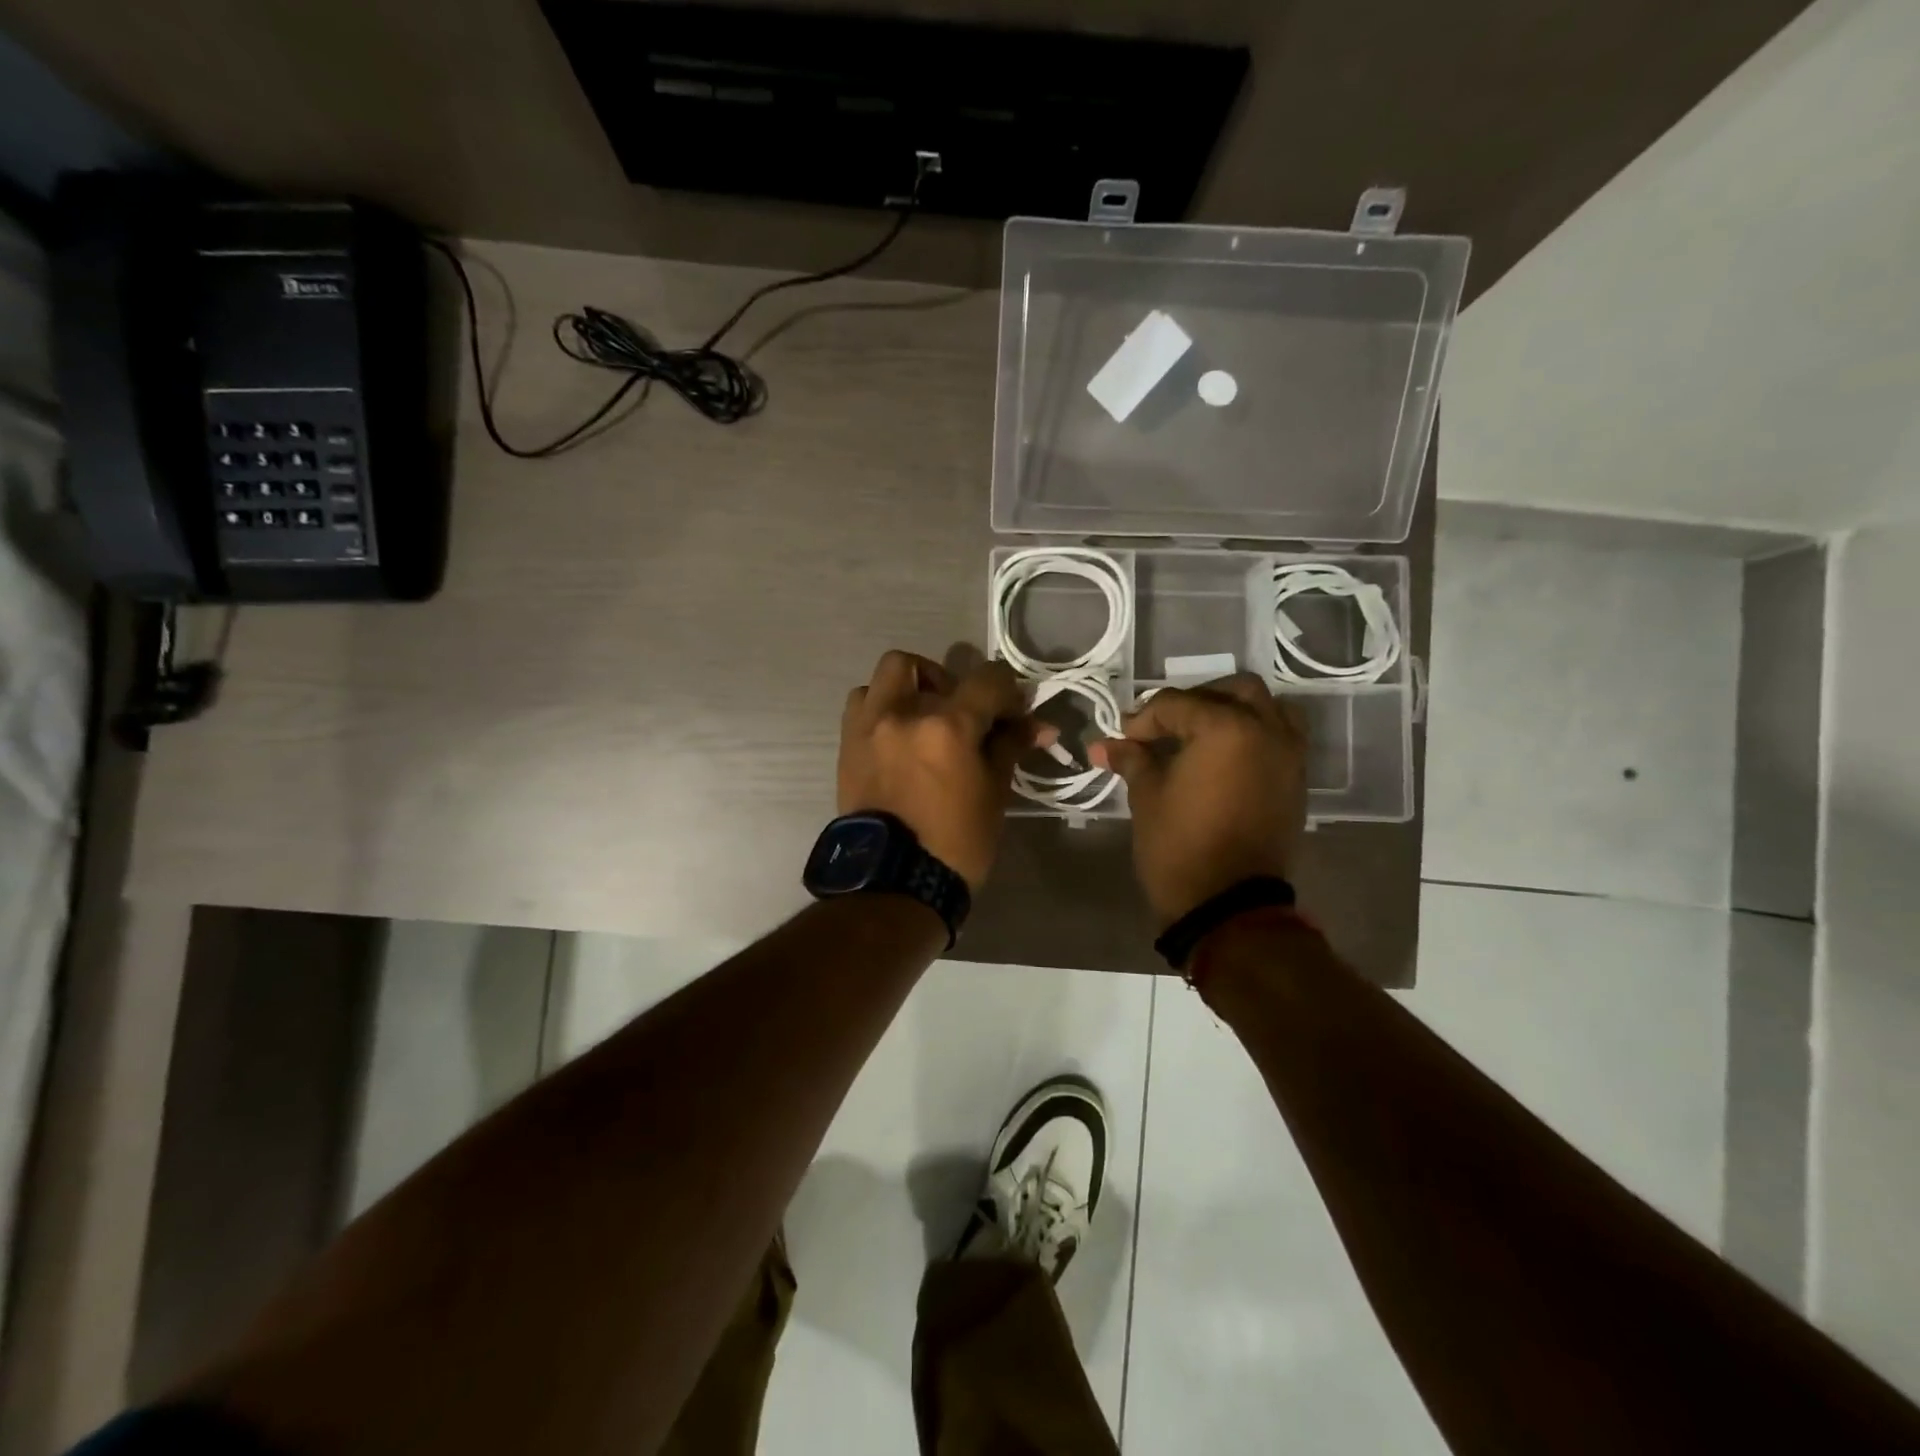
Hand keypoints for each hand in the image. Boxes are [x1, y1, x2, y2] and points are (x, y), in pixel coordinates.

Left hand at [839, 651, 1041, 890]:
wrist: (894, 883)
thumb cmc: (955, 843)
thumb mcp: (994, 794)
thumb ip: (1009, 747)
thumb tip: (1036, 725)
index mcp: (946, 727)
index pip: (987, 679)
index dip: (1007, 690)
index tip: (1012, 713)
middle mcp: (901, 714)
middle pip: (920, 665)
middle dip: (946, 680)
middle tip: (960, 712)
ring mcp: (867, 728)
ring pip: (883, 679)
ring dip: (906, 689)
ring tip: (922, 721)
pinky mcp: (847, 747)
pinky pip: (861, 707)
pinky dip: (881, 710)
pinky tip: (897, 738)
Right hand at [1090, 674, 1308, 926]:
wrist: (1229, 905)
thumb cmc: (1179, 846)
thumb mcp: (1147, 796)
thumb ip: (1132, 760)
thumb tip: (1105, 745)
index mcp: (1226, 728)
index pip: (1176, 704)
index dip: (1143, 720)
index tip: (1123, 739)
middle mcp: (1266, 730)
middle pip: (1232, 691)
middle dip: (1194, 702)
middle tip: (1164, 727)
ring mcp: (1288, 755)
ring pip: (1267, 708)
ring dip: (1234, 711)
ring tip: (1201, 734)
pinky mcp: (1295, 780)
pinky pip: (1280, 737)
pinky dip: (1254, 734)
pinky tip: (1224, 757)